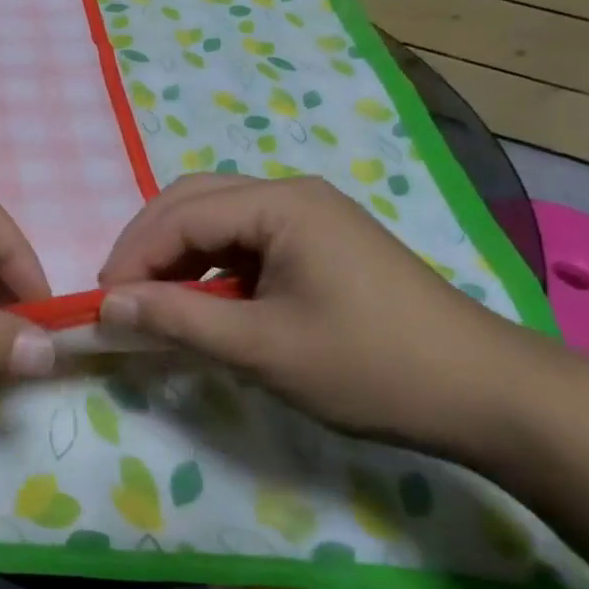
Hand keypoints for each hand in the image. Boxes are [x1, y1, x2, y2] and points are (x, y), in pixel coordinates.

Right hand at [96, 174, 554, 455]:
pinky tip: (202, 301)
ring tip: (151, 301)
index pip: (181, 215)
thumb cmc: (371, 367)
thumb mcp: (263, 349)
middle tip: (119, 296)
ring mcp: (309, 216)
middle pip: (193, 201)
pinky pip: (244, 240)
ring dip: (177, 255)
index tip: (101, 304)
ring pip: (217, 218)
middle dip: (148, 245)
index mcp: (280, 204)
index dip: (133, 256)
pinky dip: (210, 266)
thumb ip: (178, 320)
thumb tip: (107, 305)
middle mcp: (291, 193)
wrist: (486, 394)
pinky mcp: (319, 242)